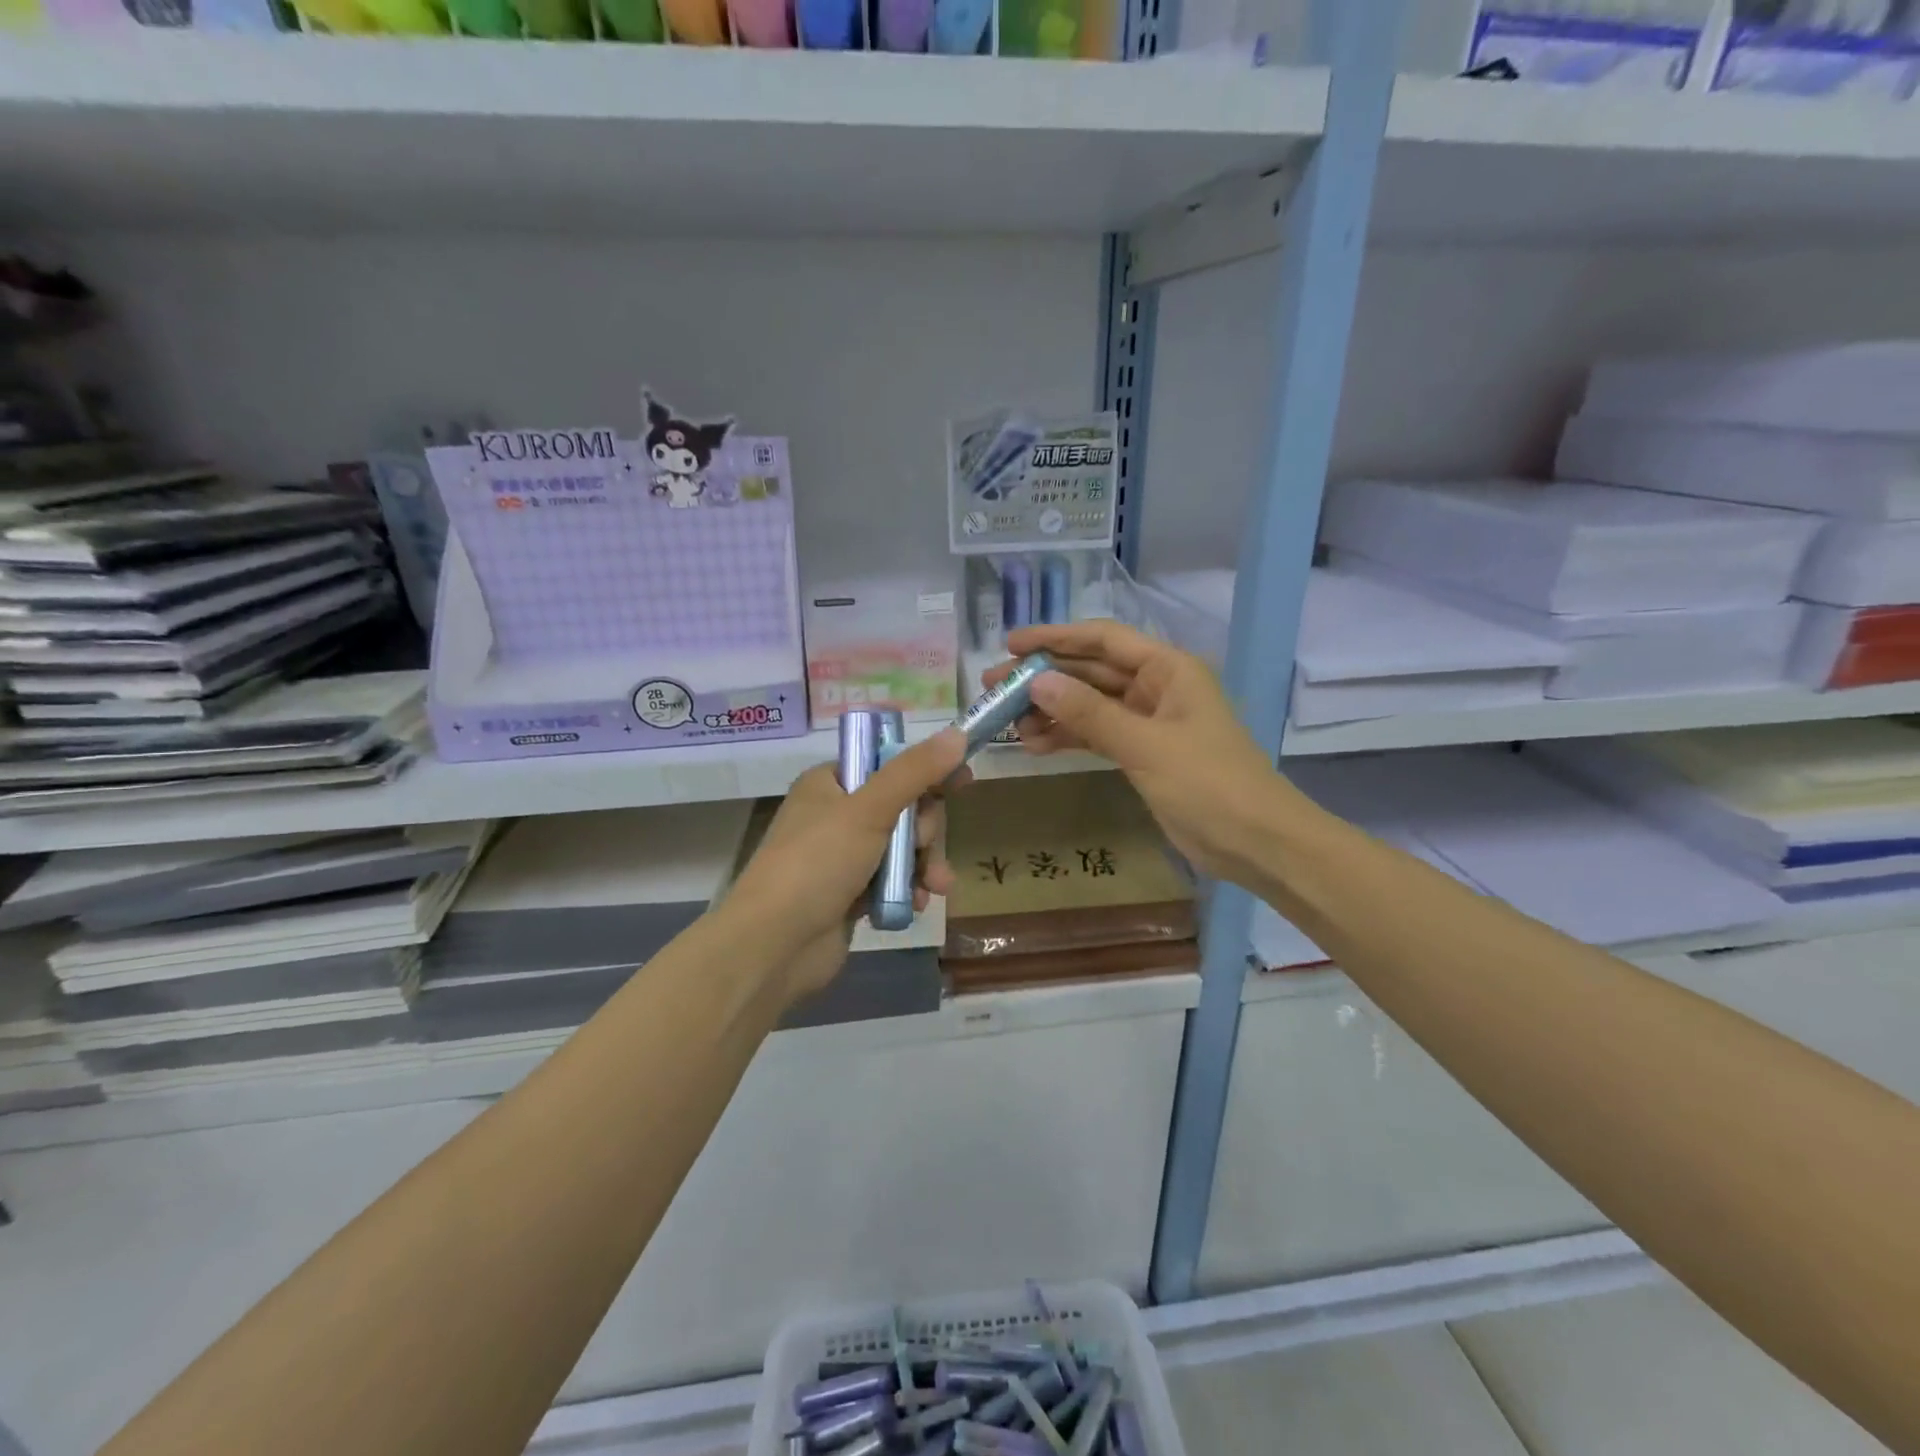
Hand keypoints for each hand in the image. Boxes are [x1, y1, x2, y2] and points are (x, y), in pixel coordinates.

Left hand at [722, 727, 969, 1002]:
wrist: (774, 945)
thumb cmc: (818, 863)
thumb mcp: (869, 809)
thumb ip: (915, 772)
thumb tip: (957, 733)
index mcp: (830, 784)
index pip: (888, 764)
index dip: (926, 771)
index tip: (963, 780)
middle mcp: (835, 815)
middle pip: (902, 808)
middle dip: (925, 831)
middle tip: (924, 846)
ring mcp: (842, 857)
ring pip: (902, 848)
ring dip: (924, 864)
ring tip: (935, 885)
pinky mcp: (850, 895)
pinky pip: (893, 882)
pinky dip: (908, 890)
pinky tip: (917, 905)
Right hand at [988, 621, 1301, 890]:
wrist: (1257, 842)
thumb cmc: (1209, 784)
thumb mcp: (1146, 745)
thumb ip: (1090, 713)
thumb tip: (1036, 682)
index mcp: (1168, 669)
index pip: (1103, 640)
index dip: (1056, 638)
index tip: (1011, 644)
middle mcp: (1157, 687)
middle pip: (1091, 671)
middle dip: (1044, 677)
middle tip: (994, 686)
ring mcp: (1149, 722)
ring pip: (1090, 704)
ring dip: (1051, 710)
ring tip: (1009, 722)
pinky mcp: (1143, 753)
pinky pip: (1097, 735)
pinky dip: (1069, 737)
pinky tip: (1036, 745)